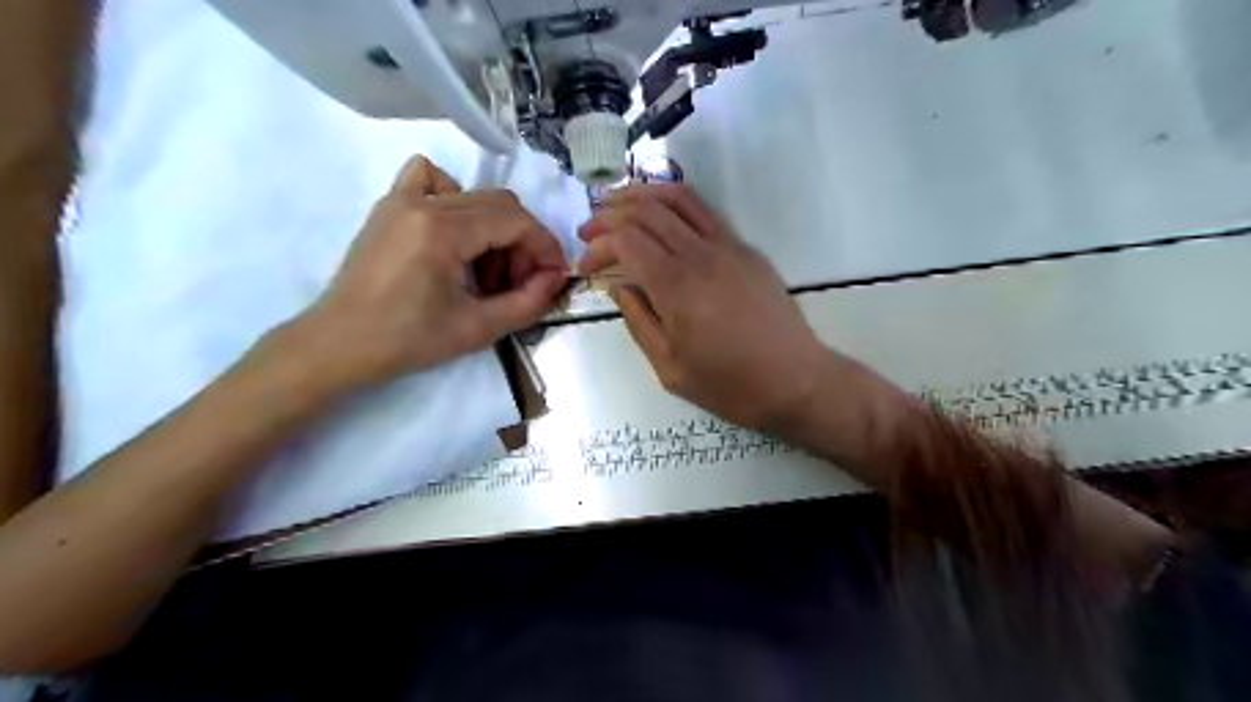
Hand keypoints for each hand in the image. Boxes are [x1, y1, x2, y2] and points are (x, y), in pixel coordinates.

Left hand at [286, 156, 564, 394]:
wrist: (340, 345)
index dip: (545, 247)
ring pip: (473, 195)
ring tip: (485, 272)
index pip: (516, 221)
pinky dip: (454, 197)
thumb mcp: (478, 329)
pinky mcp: (389, 207)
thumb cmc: (407, 341)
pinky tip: (453, 233)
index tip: (554, 276)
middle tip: (520, 282)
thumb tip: (556, 278)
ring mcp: (401, 199)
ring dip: (494, 229)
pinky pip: (430, 179)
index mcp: (443, 230)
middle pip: (500, 205)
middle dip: (523, 243)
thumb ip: (527, 302)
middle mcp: (423, 202)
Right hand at [577, 184, 826, 430]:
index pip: (625, 240)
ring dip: (641, 195)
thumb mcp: (670, 368)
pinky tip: (661, 219)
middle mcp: (700, 254)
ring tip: (617, 204)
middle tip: (588, 229)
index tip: (584, 267)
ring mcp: (728, 246)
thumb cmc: (730, 385)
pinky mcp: (746, 250)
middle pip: (646, 210)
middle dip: (609, 213)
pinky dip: (673, 205)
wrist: (796, 381)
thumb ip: (639, 322)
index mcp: (676, 286)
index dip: (597, 246)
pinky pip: (704, 213)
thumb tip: (619, 288)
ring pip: (678, 198)